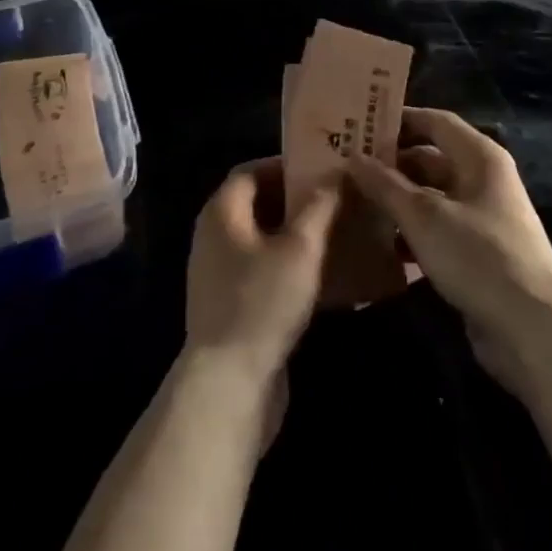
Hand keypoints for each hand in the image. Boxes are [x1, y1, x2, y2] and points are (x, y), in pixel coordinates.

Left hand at [185, 158, 339, 386]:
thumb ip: (319, 207)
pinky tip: (324, 277)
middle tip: (337, 199)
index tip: (322, 169)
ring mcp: (220, 273)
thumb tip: (336, 175)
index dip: (286, 166)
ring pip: (263, 240)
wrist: (229, 384)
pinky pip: (263, 271)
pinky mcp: (231, 305)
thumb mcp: (300, 249)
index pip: (250, 171)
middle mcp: (214, 236)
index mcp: (222, 212)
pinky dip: (290, 266)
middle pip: (257, 204)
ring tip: (337, 233)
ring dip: (296, 235)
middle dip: (296, 200)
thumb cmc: (263, 302)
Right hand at [346, 108, 551, 395]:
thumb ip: (385, 185)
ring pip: (430, 197)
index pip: (434, 121)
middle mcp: (482, 180)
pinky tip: (378, 243)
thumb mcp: (424, 216)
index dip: (398, 120)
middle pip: (429, 160)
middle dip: (390, 164)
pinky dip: (410, 232)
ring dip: (396, 201)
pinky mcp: (476, 255)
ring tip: (351, 203)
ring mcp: (481, 219)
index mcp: (479, 157)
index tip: (359, 125)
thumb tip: (353, 157)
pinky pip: (436, 230)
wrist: (533, 331)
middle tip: (345, 167)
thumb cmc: (479, 256)